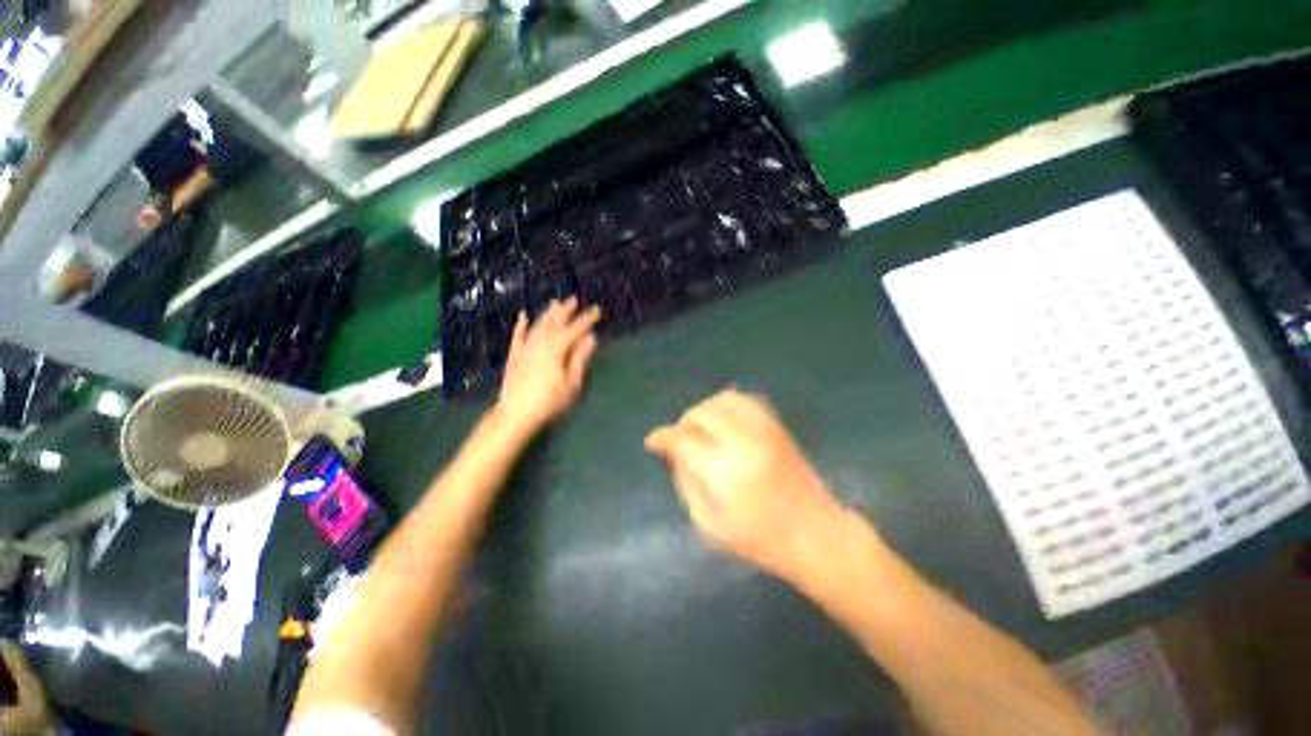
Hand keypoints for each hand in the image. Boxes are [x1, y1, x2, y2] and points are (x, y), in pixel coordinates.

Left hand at [498, 298, 601, 429]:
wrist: (516, 413)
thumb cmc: (550, 400)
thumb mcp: (572, 382)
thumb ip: (581, 358)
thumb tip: (591, 338)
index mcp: (557, 348)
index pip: (575, 329)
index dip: (587, 318)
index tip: (596, 309)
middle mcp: (540, 342)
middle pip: (555, 322)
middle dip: (566, 310)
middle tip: (574, 300)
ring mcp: (525, 347)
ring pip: (538, 325)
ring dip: (548, 313)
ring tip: (555, 303)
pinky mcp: (514, 355)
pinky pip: (518, 336)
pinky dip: (521, 325)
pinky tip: (523, 316)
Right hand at [645, 390, 848, 580]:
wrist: (816, 534)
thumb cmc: (760, 540)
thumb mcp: (710, 523)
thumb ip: (686, 483)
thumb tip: (674, 454)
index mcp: (724, 471)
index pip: (682, 440)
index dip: (662, 437)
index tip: (652, 442)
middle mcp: (743, 441)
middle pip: (701, 413)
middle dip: (683, 424)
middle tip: (680, 441)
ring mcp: (763, 430)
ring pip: (723, 400)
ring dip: (705, 411)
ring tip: (702, 430)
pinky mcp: (777, 427)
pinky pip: (746, 401)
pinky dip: (728, 406)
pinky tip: (725, 423)